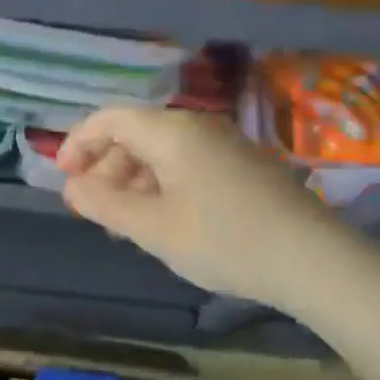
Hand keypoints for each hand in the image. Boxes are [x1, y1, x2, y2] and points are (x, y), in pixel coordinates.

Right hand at [57, 106, 346, 309]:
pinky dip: (161, 184)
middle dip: (105, 167)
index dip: (78, 143)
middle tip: (91, 207)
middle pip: (134, 133)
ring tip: (123, 222)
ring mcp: (224, 143)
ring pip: (161, 151)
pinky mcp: (243, 164)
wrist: (316, 260)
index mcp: (170, 131)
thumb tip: (72, 186)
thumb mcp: (152, 228)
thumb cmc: (224, 240)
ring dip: (132, 180)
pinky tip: (162, 220)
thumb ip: (104, 204)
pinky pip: (186, 163)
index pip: (109, 119)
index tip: (63, 177)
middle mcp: (196, 126)